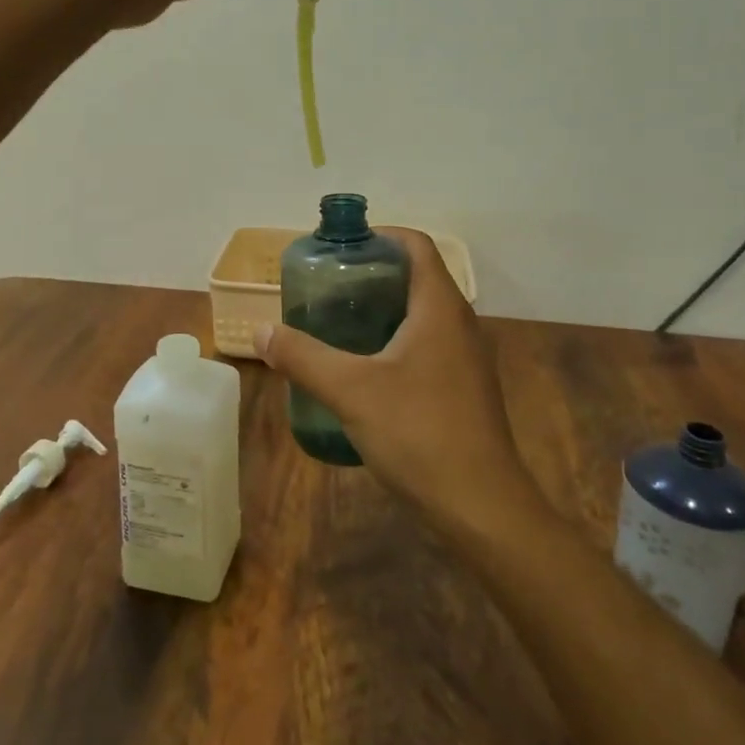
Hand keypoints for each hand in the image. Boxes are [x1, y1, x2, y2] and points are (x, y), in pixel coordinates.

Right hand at [255, 230, 548, 540]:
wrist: (482, 508)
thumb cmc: (419, 433)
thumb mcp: (351, 391)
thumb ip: (303, 357)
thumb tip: (262, 332)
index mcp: (440, 307)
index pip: (415, 245)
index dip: (378, 236)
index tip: (339, 249)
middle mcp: (459, 323)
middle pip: (416, 277)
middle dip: (371, 275)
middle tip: (326, 289)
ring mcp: (466, 358)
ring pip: (422, 314)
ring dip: (382, 311)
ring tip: (337, 325)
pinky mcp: (464, 389)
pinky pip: (427, 346)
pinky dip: (395, 342)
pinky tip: (364, 371)